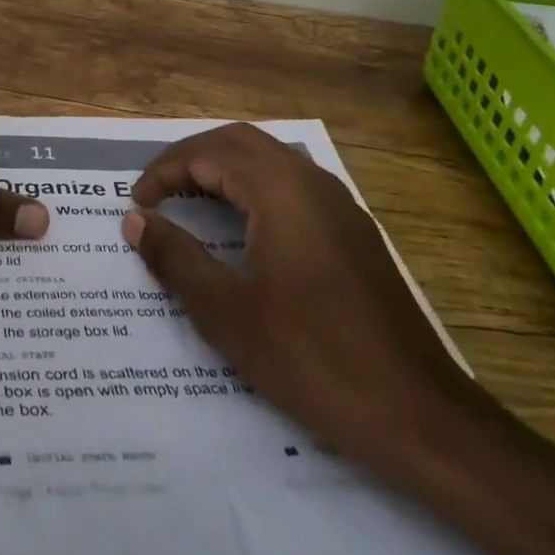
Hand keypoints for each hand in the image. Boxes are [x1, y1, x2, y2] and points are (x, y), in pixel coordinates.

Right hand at [123, 122, 554, 554]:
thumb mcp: (229, 313)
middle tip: (157, 192)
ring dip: (224, 169)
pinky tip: (242, 229)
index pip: (209, 153)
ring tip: (189, 202)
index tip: (136, 204)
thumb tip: (135, 220)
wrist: (419, 414)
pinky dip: (253, 187)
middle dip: (192, 158)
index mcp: (281, 191)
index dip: (165, 171)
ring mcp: (338, 204)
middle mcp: (311, 182)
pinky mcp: (352, 230)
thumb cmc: (313, 359)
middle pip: (239, 141)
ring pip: (269, 159)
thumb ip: (176, 258)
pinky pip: (292, 184)